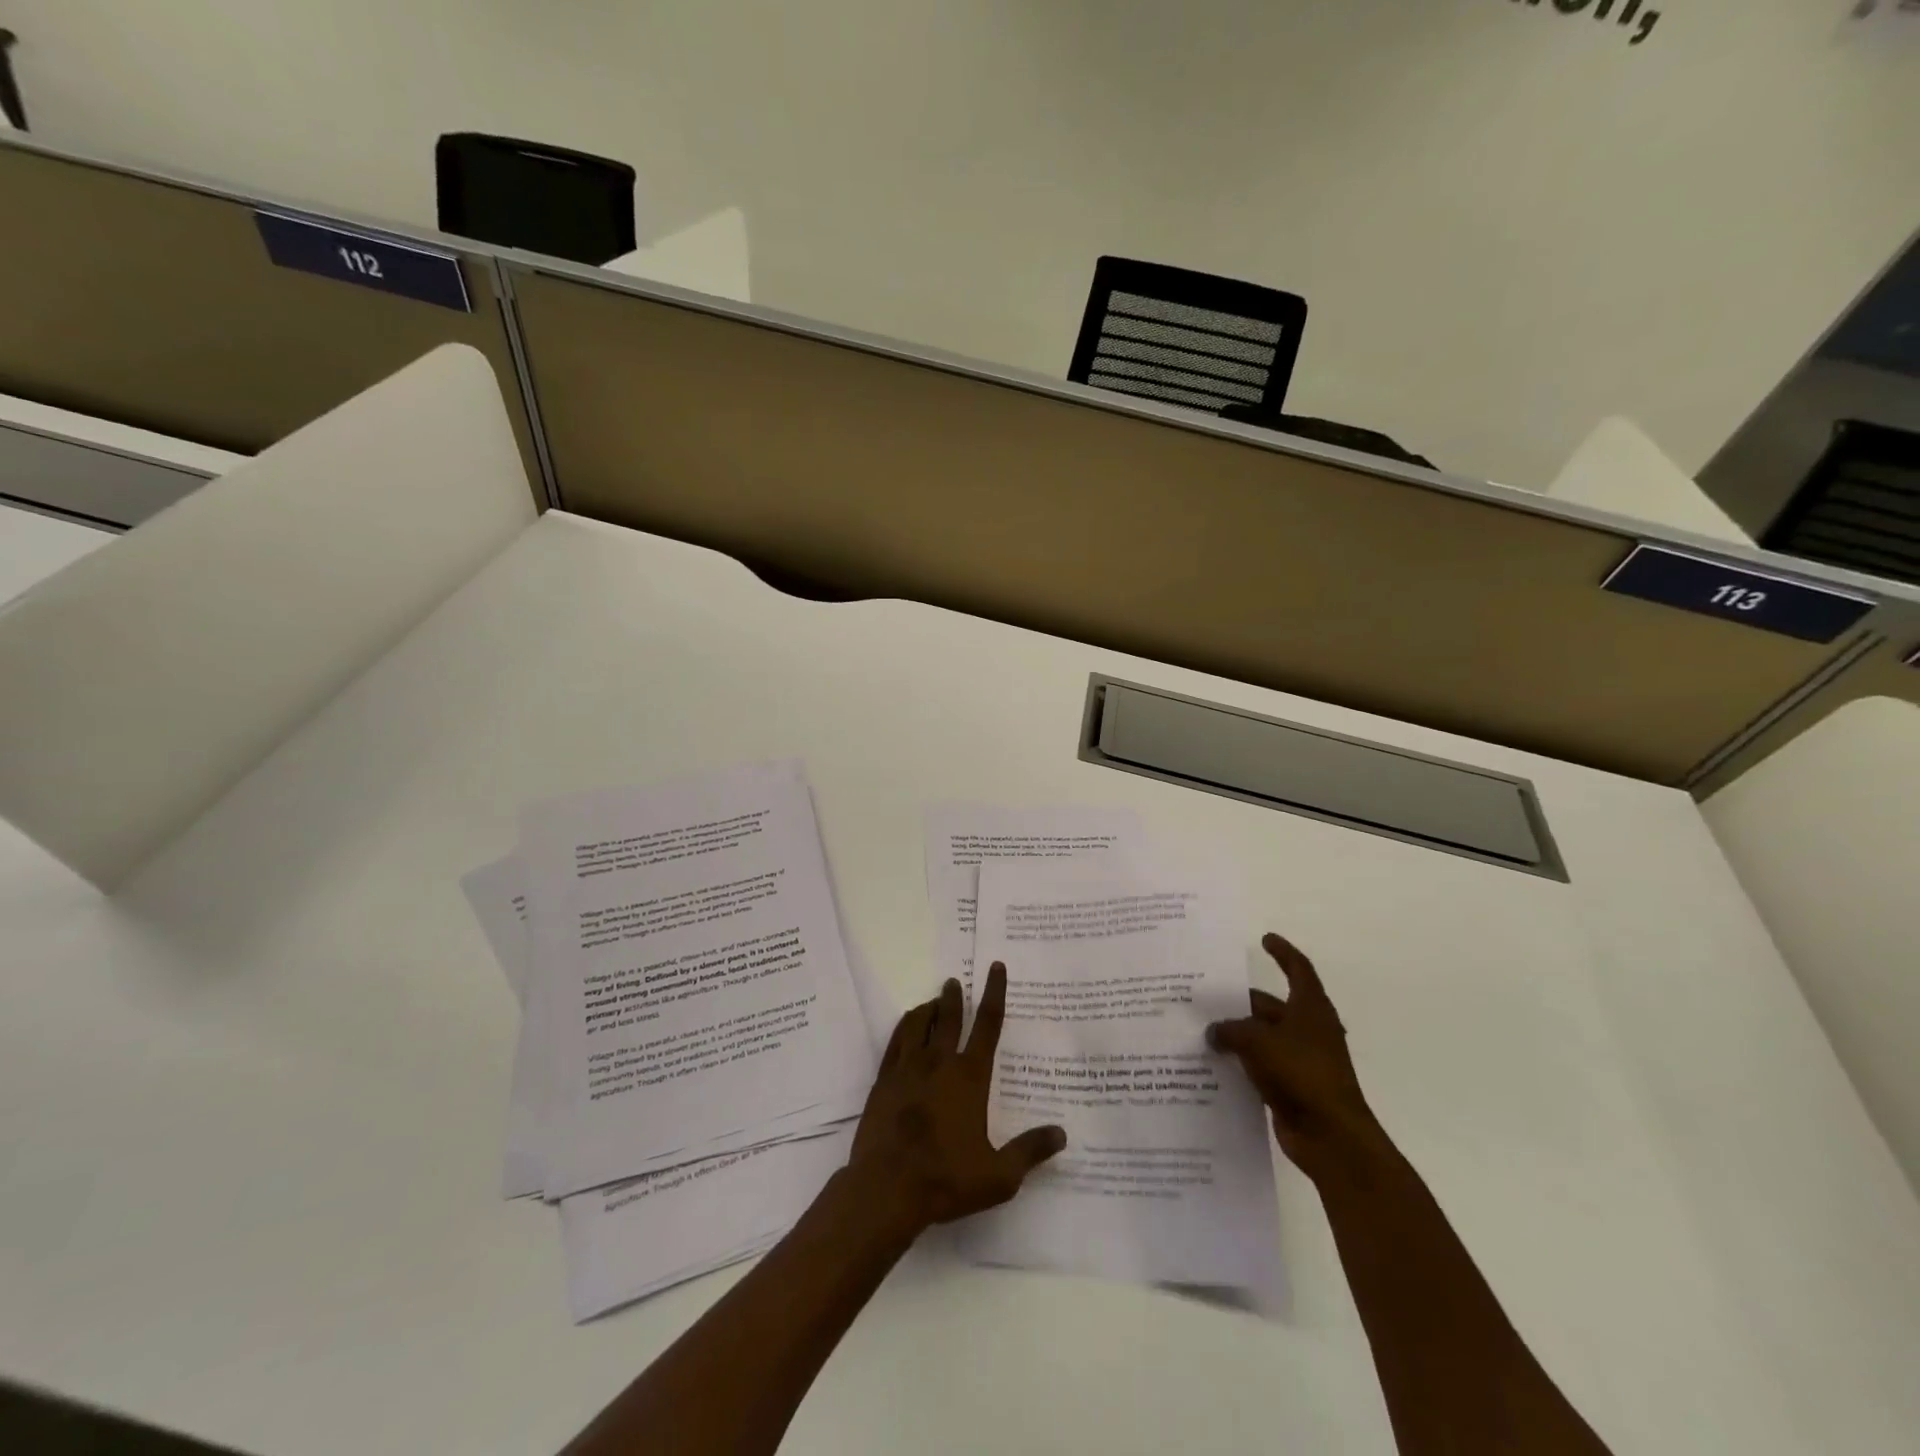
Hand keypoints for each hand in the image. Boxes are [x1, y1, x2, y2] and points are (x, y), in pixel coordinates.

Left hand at [847, 962, 1066, 1234]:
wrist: (886, 1188)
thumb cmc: (945, 1179)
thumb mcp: (998, 1175)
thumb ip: (1030, 1151)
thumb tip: (1061, 1134)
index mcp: (969, 1077)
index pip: (988, 1025)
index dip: (994, 993)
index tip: (995, 968)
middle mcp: (939, 1063)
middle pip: (950, 1018)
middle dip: (955, 997)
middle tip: (955, 981)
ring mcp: (908, 1069)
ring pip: (918, 1024)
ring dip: (929, 1009)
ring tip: (933, 1002)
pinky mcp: (884, 1080)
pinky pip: (896, 1041)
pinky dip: (905, 1027)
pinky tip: (907, 1028)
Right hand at [1208, 933, 1381, 1179]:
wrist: (1332, 1137)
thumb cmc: (1302, 1074)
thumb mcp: (1258, 1041)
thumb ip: (1231, 1030)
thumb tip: (1213, 1032)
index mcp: (1311, 1009)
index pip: (1298, 970)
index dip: (1283, 952)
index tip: (1265, 939)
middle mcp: (1308, 1030)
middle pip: (1270, 1006)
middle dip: (1240, 1001)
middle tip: (1206, 994)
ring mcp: (1300, 1060)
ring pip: (1262, 1037)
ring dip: (1236, 1034)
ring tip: (1200, 1028)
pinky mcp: (1291, 1087)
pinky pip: (1259, 1066)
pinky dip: (1240, 1062)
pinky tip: (1211, 1063)